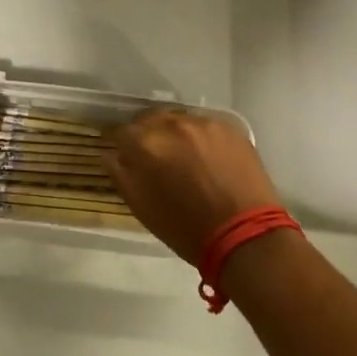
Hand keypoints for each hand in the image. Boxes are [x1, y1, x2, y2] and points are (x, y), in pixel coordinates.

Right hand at [107, 109, 282, 263]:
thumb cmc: (186, 228)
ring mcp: (203, 123)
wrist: (246, 236)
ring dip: (174, 134)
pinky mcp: (229, 127)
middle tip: (153, 155)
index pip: (120, 131)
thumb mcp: (142, 207)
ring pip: (178, 120)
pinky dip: (200, 138)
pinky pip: (205, 126)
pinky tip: (207, 158)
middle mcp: (172, 124)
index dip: (119, 143)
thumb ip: (120, 174)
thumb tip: (110, 154)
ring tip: (183, 156)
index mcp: (146, 144)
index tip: (122, 154)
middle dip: (147, 134)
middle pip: (149, 119)